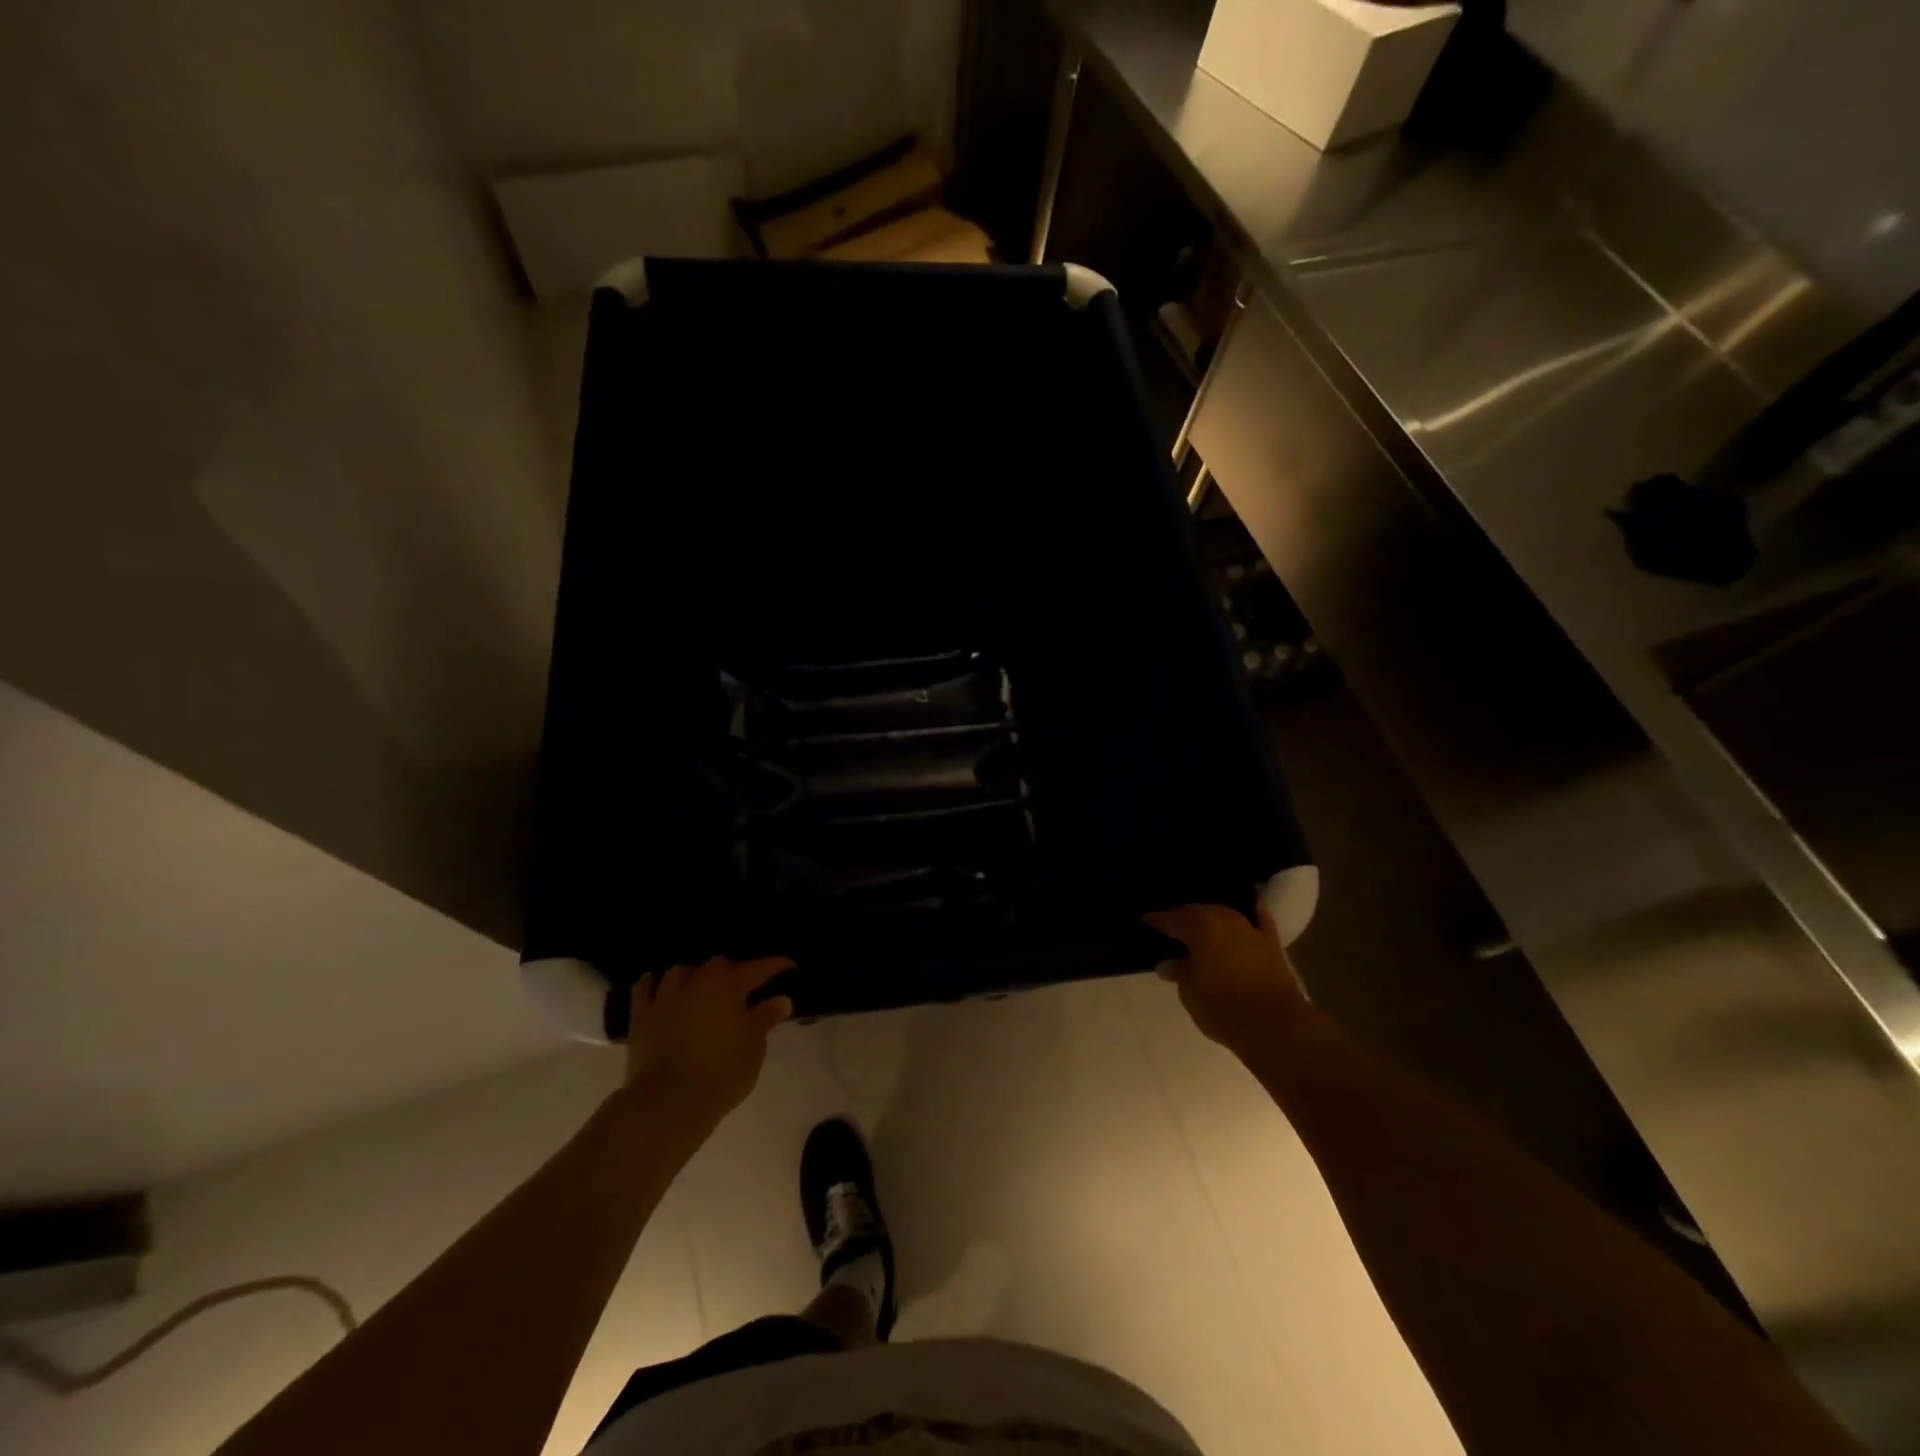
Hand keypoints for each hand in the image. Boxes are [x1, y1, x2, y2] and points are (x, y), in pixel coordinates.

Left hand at [625, 956, 794, 1128]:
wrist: (668, 1102)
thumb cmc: (721, 1072)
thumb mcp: (754, 1047)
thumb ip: (766, 1018)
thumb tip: (781, 1000)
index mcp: (729, 985)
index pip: (758, 968)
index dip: (775, 965)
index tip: (789, 966)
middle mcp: (697, 982)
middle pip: (718, 965)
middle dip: (733, 971)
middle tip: (743, 988)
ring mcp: (666, 997)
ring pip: (681, 972)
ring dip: (694, 975)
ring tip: (701, 987)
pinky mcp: (641, 1016)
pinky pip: (644, 989)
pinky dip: (652, 984)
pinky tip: (656, 984)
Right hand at [1143, 903, 1309, 1055]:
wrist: (1276, 1026)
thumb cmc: (1224, 1009)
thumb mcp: (1191, 993)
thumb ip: (1179, 973)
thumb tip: (1167, 964)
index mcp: (1200, 928)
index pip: (1172, 919)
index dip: (1157, 920)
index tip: (1146, 921)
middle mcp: (1224, 920)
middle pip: (1199, 912)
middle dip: (1184, 918)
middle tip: (1172, 927)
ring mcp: (1250, 930)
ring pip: (1225, 914)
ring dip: (1212, 918)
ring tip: (1201, 926)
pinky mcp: (1271, 944)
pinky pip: (1260, 921)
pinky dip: (1254, 914)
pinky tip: (1252, 908)